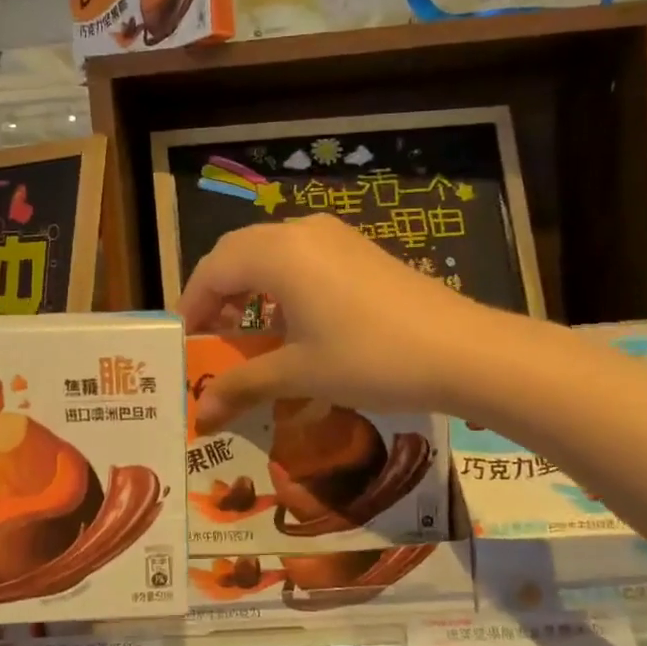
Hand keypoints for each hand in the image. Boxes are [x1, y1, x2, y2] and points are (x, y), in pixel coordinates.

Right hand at [178, 215, 498, 428]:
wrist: (462, 350)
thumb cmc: (369, 359)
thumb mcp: (298, 374)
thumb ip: (242, 385)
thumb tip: (200, 414)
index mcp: (277, 253)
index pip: (212, 270)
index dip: (192, 306)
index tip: (184, 343)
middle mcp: (300, 232)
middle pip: (237, 253)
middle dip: (216, 293)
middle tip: (209, 337)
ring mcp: (334, 236)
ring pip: (270, 251)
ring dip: (248, 287)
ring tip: (245, 330)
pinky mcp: (358, 249)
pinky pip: (301, 256)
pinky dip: (280, 283)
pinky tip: (292, 321)